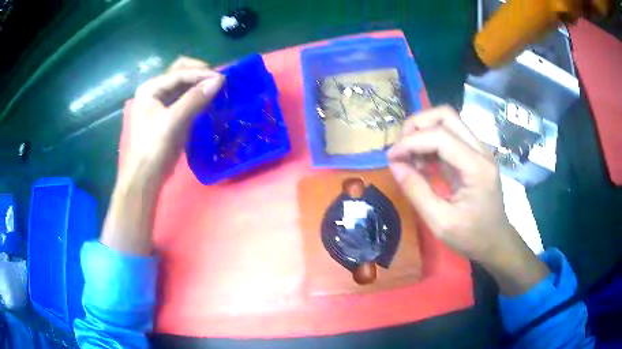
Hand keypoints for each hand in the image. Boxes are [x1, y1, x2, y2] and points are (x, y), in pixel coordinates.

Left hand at [102, 57, 222, 254]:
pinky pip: (185, 100)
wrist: (145, 177)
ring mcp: (161, 103)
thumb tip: (219, 80)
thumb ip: (195, 99)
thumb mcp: (172, 121)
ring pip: (184, 86)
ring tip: (217, 89)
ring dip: (199, 85)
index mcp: (151, 88)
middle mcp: (155, 91)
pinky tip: (208, 101)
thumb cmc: (152, 148)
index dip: (201, 74)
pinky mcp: (169, 115)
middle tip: (218, 81)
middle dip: (199, 74)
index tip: (222, 79)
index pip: (179, 73)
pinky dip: (197, 98)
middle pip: (180, 74)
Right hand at [388, 106, 547, 293]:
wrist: (496, 242)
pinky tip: (422, 161)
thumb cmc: (471, 237)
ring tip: (410, 155)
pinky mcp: (475, 155)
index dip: (411, 141)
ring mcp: (480, 150)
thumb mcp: (440, 222)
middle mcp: (481, 151)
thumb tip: (394, 164)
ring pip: (448, 121)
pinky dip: (431, 142)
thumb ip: (416, 191)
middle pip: (446, 116)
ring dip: (424, 131)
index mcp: (476, 168)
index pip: (441, 137)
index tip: (391, 157)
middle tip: (401, 147)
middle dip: (417, 125)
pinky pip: (451, 136)